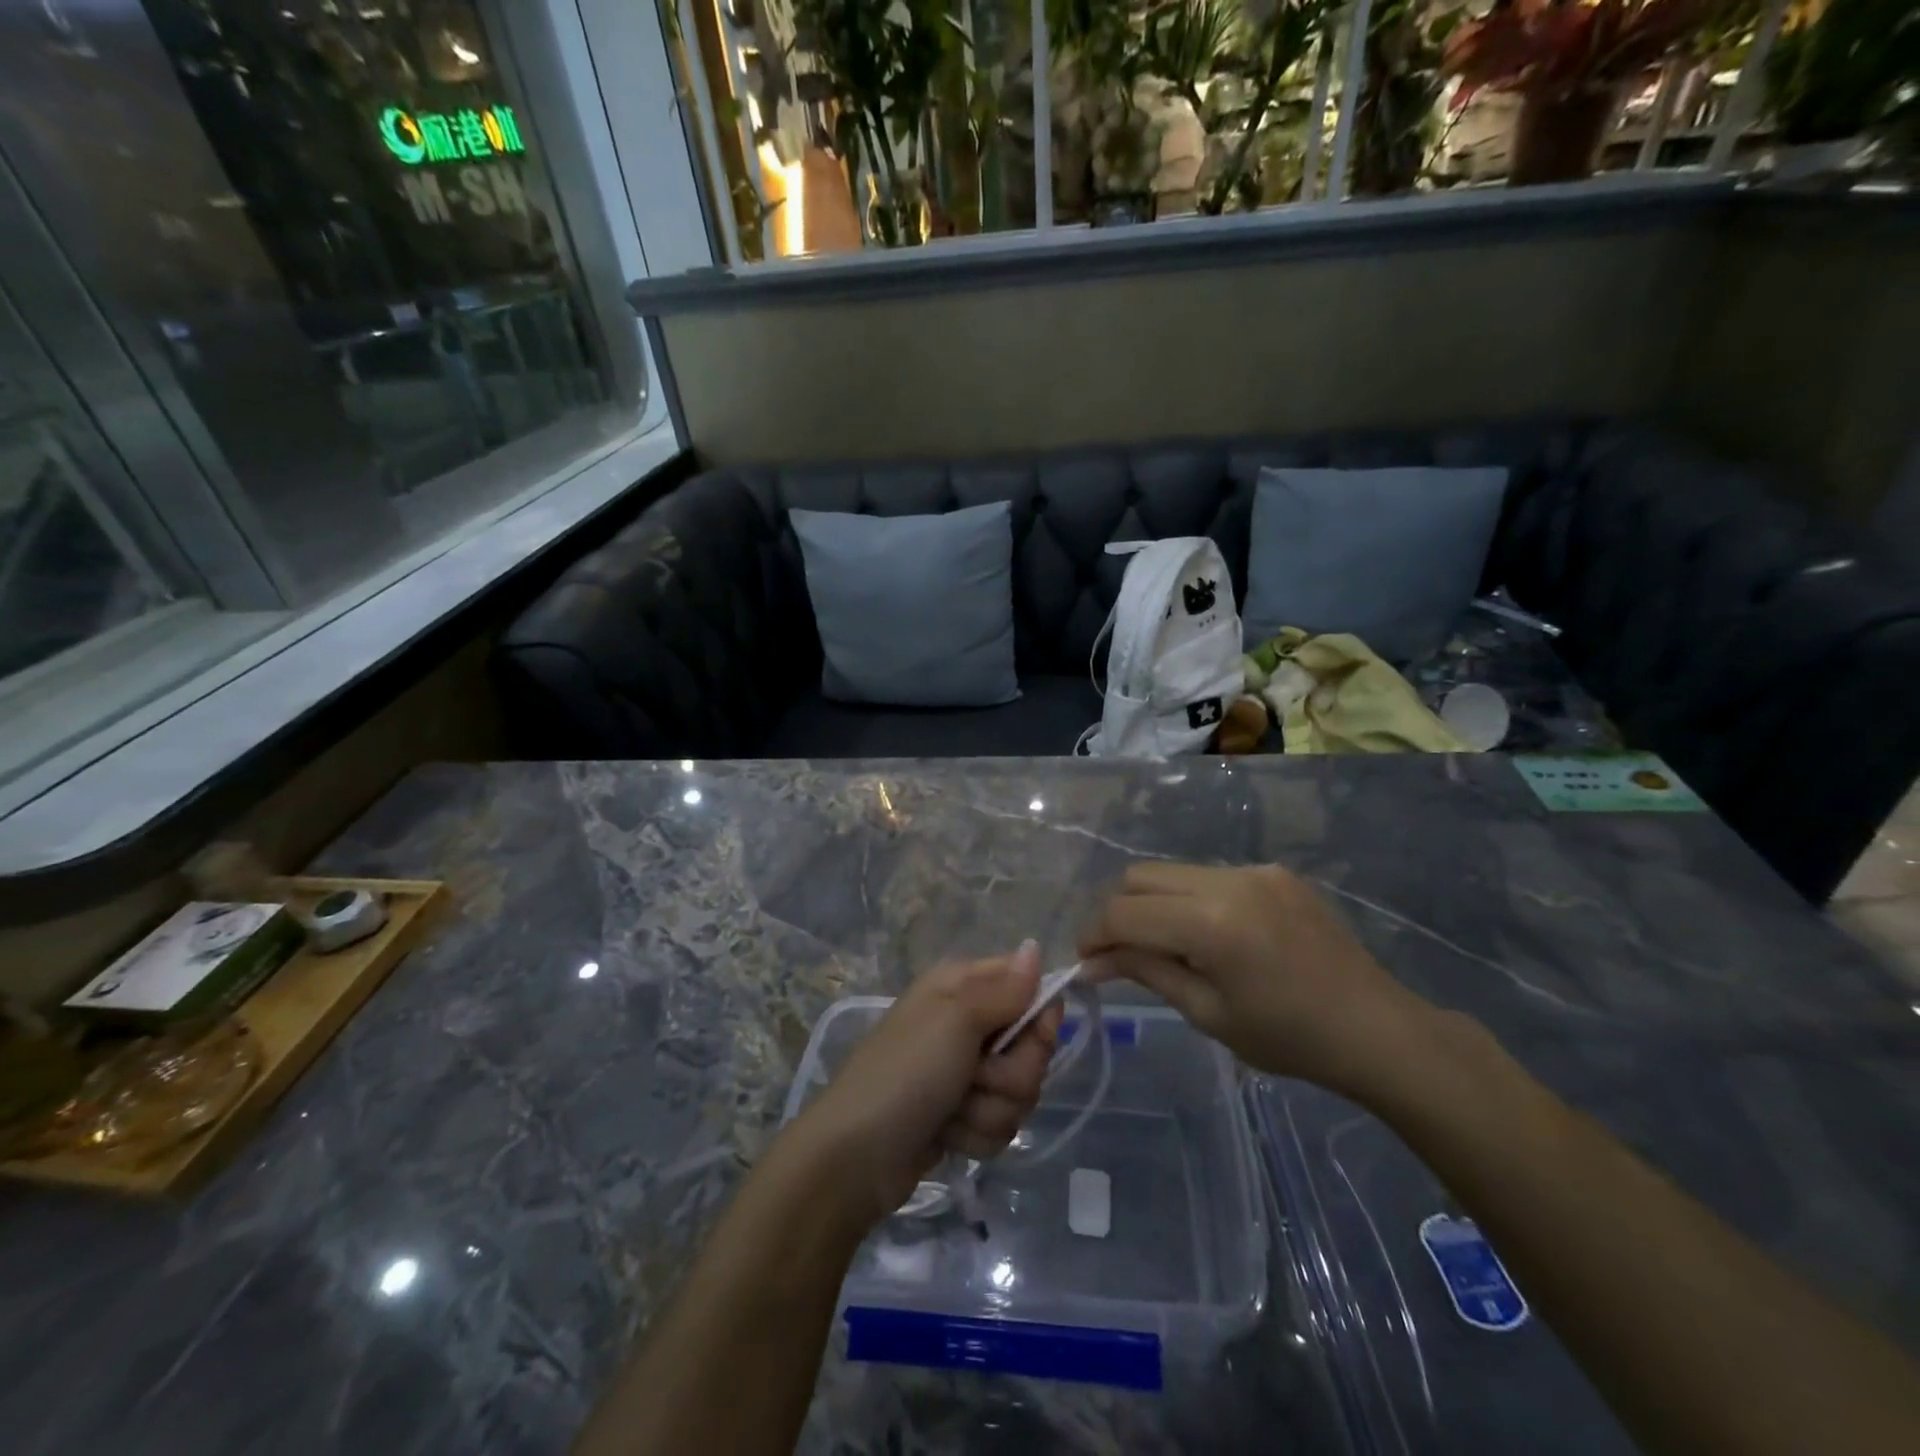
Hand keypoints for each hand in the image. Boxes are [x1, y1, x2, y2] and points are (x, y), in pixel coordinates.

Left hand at [792, 942, 1060, 1229]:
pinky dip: (976, 1134)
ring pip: (1020, 1091)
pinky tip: (946, 1134)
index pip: (1027, 984)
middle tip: (976, 1077)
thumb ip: (1004, 991)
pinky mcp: (964, 1116)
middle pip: (1031, 1046)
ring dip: (989, 1109)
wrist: (856, 1156)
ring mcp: (965, 1072)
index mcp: (961, 987)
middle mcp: (967, 1023)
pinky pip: (1001, 1124)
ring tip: (952, 1111)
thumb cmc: (906, 1072)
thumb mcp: (956, 1021)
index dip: (1038, 1014)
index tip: (1035, 1034)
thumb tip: (1035, 947)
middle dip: (1011, 1074)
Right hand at [1079, 862, 1436, 1097]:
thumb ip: (1145, 972)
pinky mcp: (1273, 871)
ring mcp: (1253, 869)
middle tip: (1119, 953)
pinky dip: (1190, 899)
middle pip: (1140, 876)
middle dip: (1118, 911)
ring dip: (1153, 903)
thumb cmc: (1289, 1038)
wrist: (1376, 1028)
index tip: (1087, 962)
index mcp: (1211, 922)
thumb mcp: (1207, 1012)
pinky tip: (1210, 936)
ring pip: (1172, 871)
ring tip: (1166, 945)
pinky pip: (1210, 875)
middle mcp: (1227, 880)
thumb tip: (1092, 962)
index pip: (1124, 913)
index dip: (1095, 935)